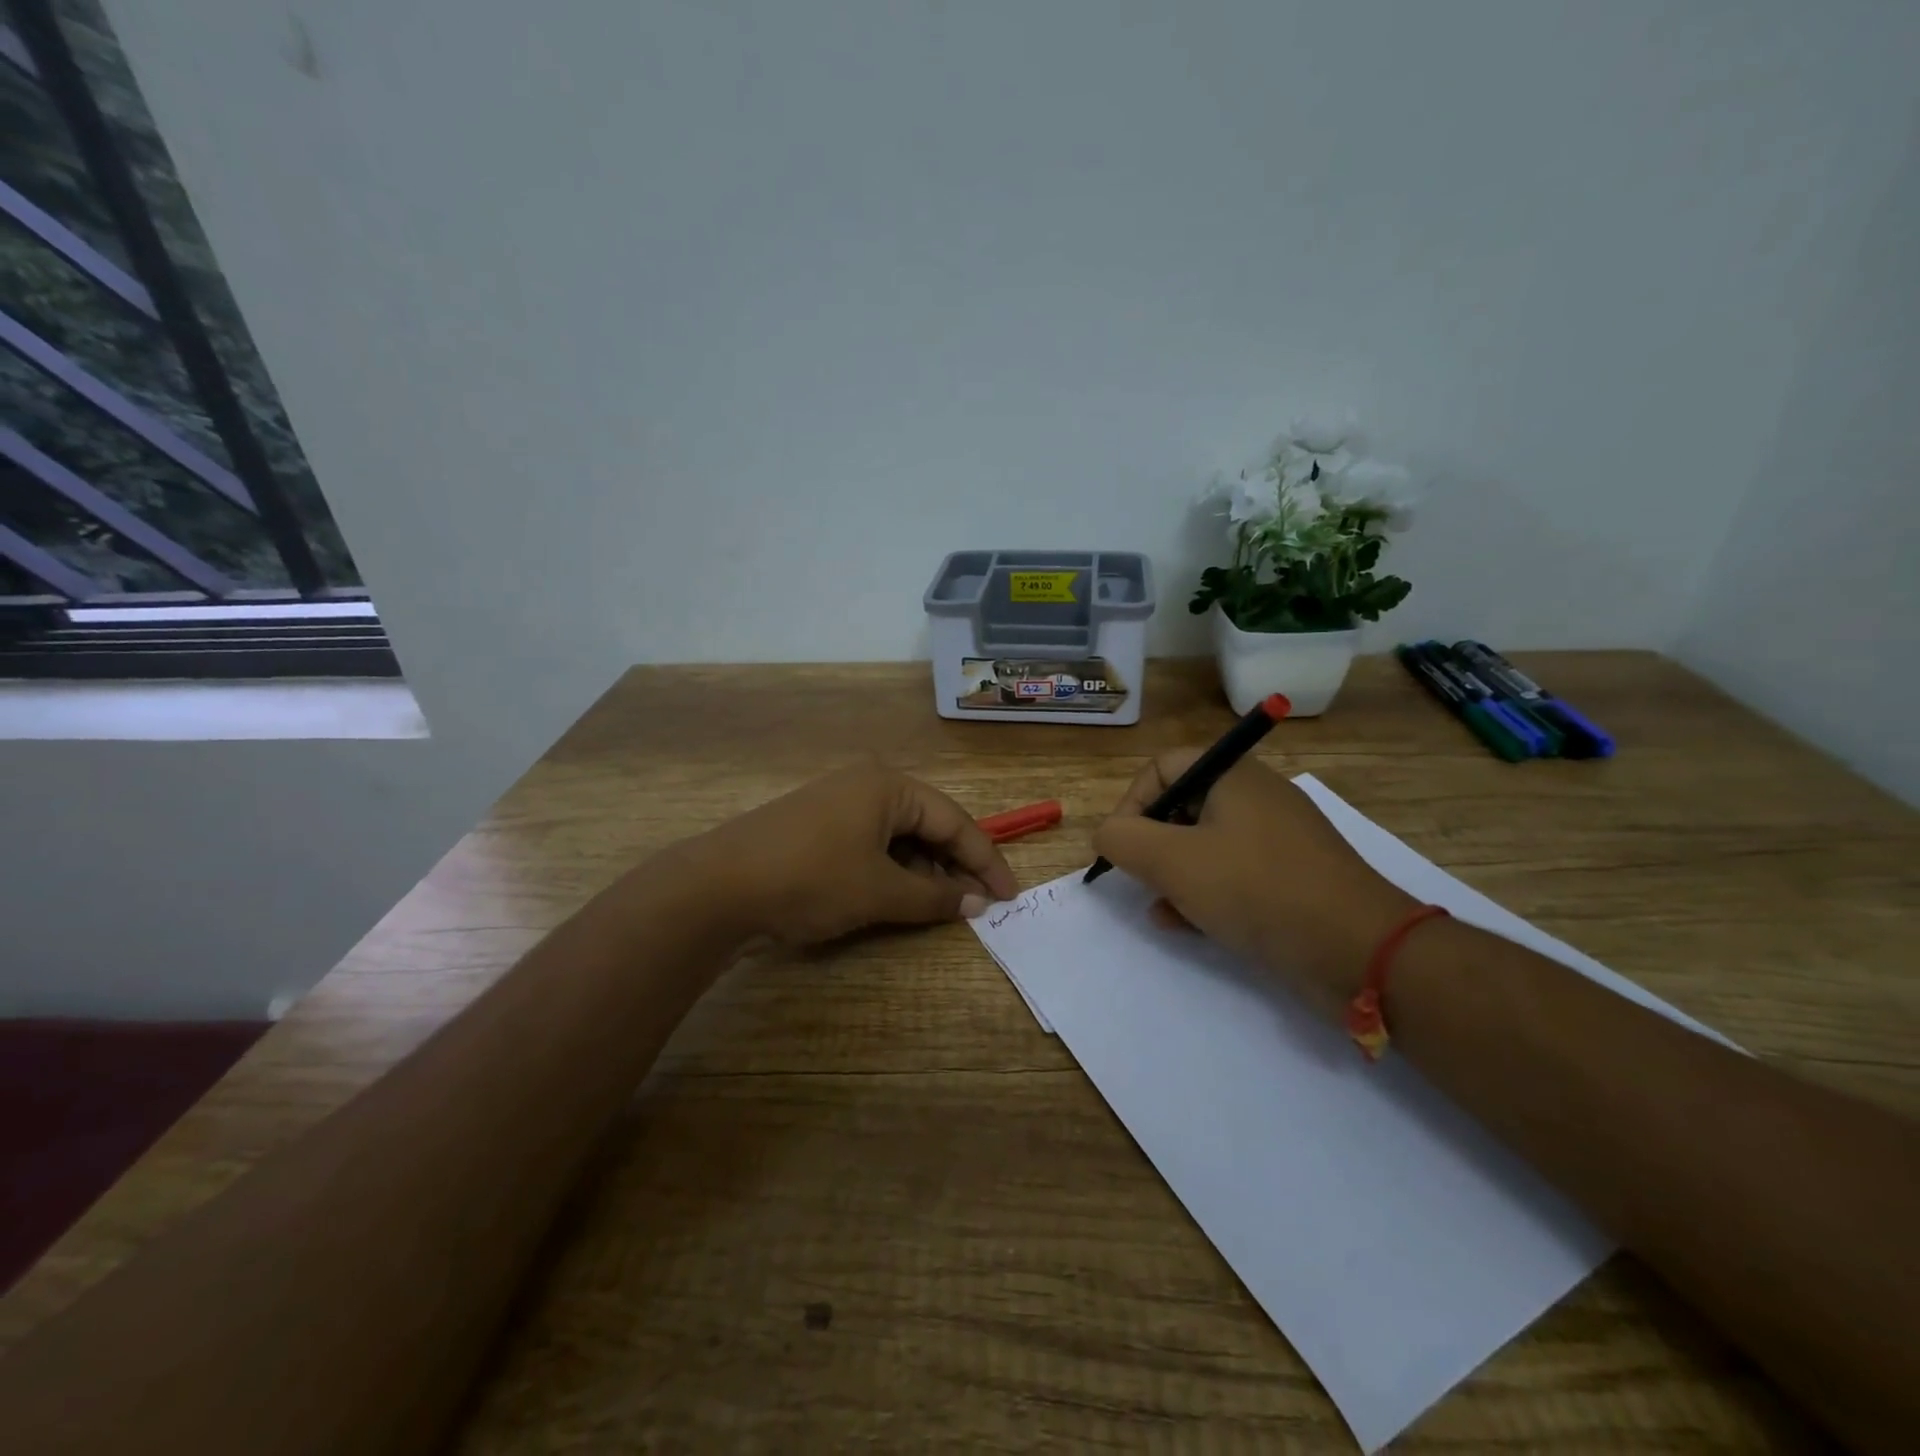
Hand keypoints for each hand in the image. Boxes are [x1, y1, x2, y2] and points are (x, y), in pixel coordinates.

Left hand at [680, 763, 1019, 946]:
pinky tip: (899, 897)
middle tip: (978, 906)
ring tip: (940, 907)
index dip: (986, 860)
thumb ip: (935, 897)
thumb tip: (977, 904)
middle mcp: (867, 784)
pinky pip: (872, 845)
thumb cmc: (811, 879)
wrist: (717, 888)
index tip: (1010, 896)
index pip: (954, 820)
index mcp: (888, 785)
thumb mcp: (880, 892)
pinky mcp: (818, 827)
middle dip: (954, 866)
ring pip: (899, 837)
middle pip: (928, 825)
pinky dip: (892, 871)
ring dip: (923, 871)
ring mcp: (839, 804)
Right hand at [1090, 751, 1417, 1021]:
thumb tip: (1106, 834)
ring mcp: (1278, 841)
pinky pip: (1234, 875)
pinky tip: (1188, 925)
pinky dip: (1206, 893)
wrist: (1360, 950)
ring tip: (1161, 908)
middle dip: (1152, 844)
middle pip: (1183, 806)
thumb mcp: (1172, 861)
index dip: (1131, 802)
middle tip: (1141, 878)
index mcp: (1233, 777)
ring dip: (1174, 875)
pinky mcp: (1292, 879)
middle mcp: (1257, 799)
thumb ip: (1123, 839)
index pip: (1163, 767)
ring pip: (1206, 846)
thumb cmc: (1256, 889)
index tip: (1121, 845)